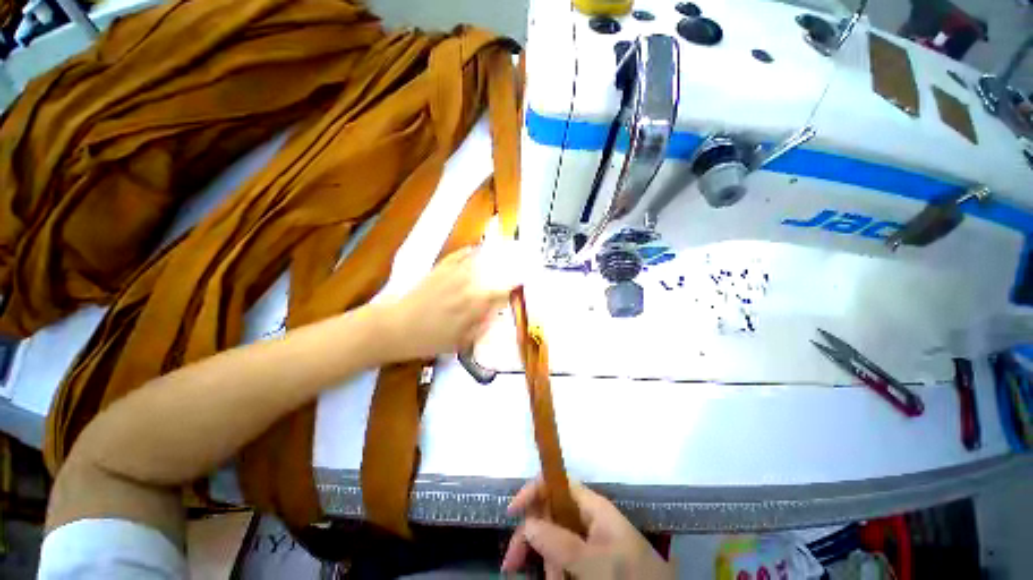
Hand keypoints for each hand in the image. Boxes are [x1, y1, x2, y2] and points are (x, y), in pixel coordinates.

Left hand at [379, 247, 515, 361]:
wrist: (395, 328)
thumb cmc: (428, 340)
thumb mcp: (459, 343)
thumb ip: (481, 327)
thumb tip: (496, 314)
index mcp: (474, 304)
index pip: (501, 291)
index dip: (514, 286)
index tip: (521, 283)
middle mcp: (467, 284)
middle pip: (493, 272)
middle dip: (507, 269)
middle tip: (517, 267)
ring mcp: (452, 274)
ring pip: (478, 261)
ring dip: (492, 257)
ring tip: (502, 254)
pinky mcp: (439, 269)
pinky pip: (458, 256)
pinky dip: (469, 251)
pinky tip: (476, 249)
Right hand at [502, 479, 673, 578]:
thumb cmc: (630, 576)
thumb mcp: (596, 561)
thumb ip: (561, 543)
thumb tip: (528, 523)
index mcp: (592, 506)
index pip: (556, 483)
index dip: (533, 490)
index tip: (512, 512)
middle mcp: (587, 517)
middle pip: (549, 512)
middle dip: (531, 535)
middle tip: (512, 564)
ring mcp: (588, 538)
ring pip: (553, 539)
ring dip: (546, 560)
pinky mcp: (589, 557)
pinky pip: (563, 558)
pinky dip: (556, 570)